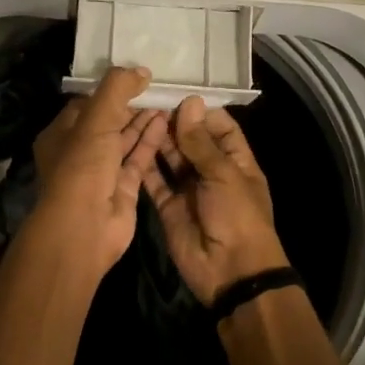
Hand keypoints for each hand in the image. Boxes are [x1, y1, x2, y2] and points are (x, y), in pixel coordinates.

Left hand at [26, 66, 168, 280]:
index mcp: (61, 134)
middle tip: (158, 87)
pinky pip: (138, 159)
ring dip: (143, 121)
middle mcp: (79, 152)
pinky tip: (166, 122)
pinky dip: (150, 141)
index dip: (110, 91)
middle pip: (108, 122)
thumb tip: (141, 70)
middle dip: (131, 105)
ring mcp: (102, 172)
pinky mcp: (123, 188)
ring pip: (125, 140)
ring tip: (167, 100)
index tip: (135, 77)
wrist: (85, 226)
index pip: (86, 105)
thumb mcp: (96, 118)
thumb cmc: (82, 165)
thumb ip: (116, 89)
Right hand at [141, 97, 290, 304]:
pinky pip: (154, 181)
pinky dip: (143, 164)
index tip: (175, 92)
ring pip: (170, 158)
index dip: (200, 111)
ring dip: (157, 139)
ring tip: (134, 115)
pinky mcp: (168, 206)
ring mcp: (188, 189)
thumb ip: (201, 141)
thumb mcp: (223, 174)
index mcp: (236, 161)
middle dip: (173, 122)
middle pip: (191, 140)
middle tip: (146, 99)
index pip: (219, 126)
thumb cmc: (237, 216)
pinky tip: (127, 143)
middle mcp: (211, 171)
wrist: (230, 272)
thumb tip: (190, 102)